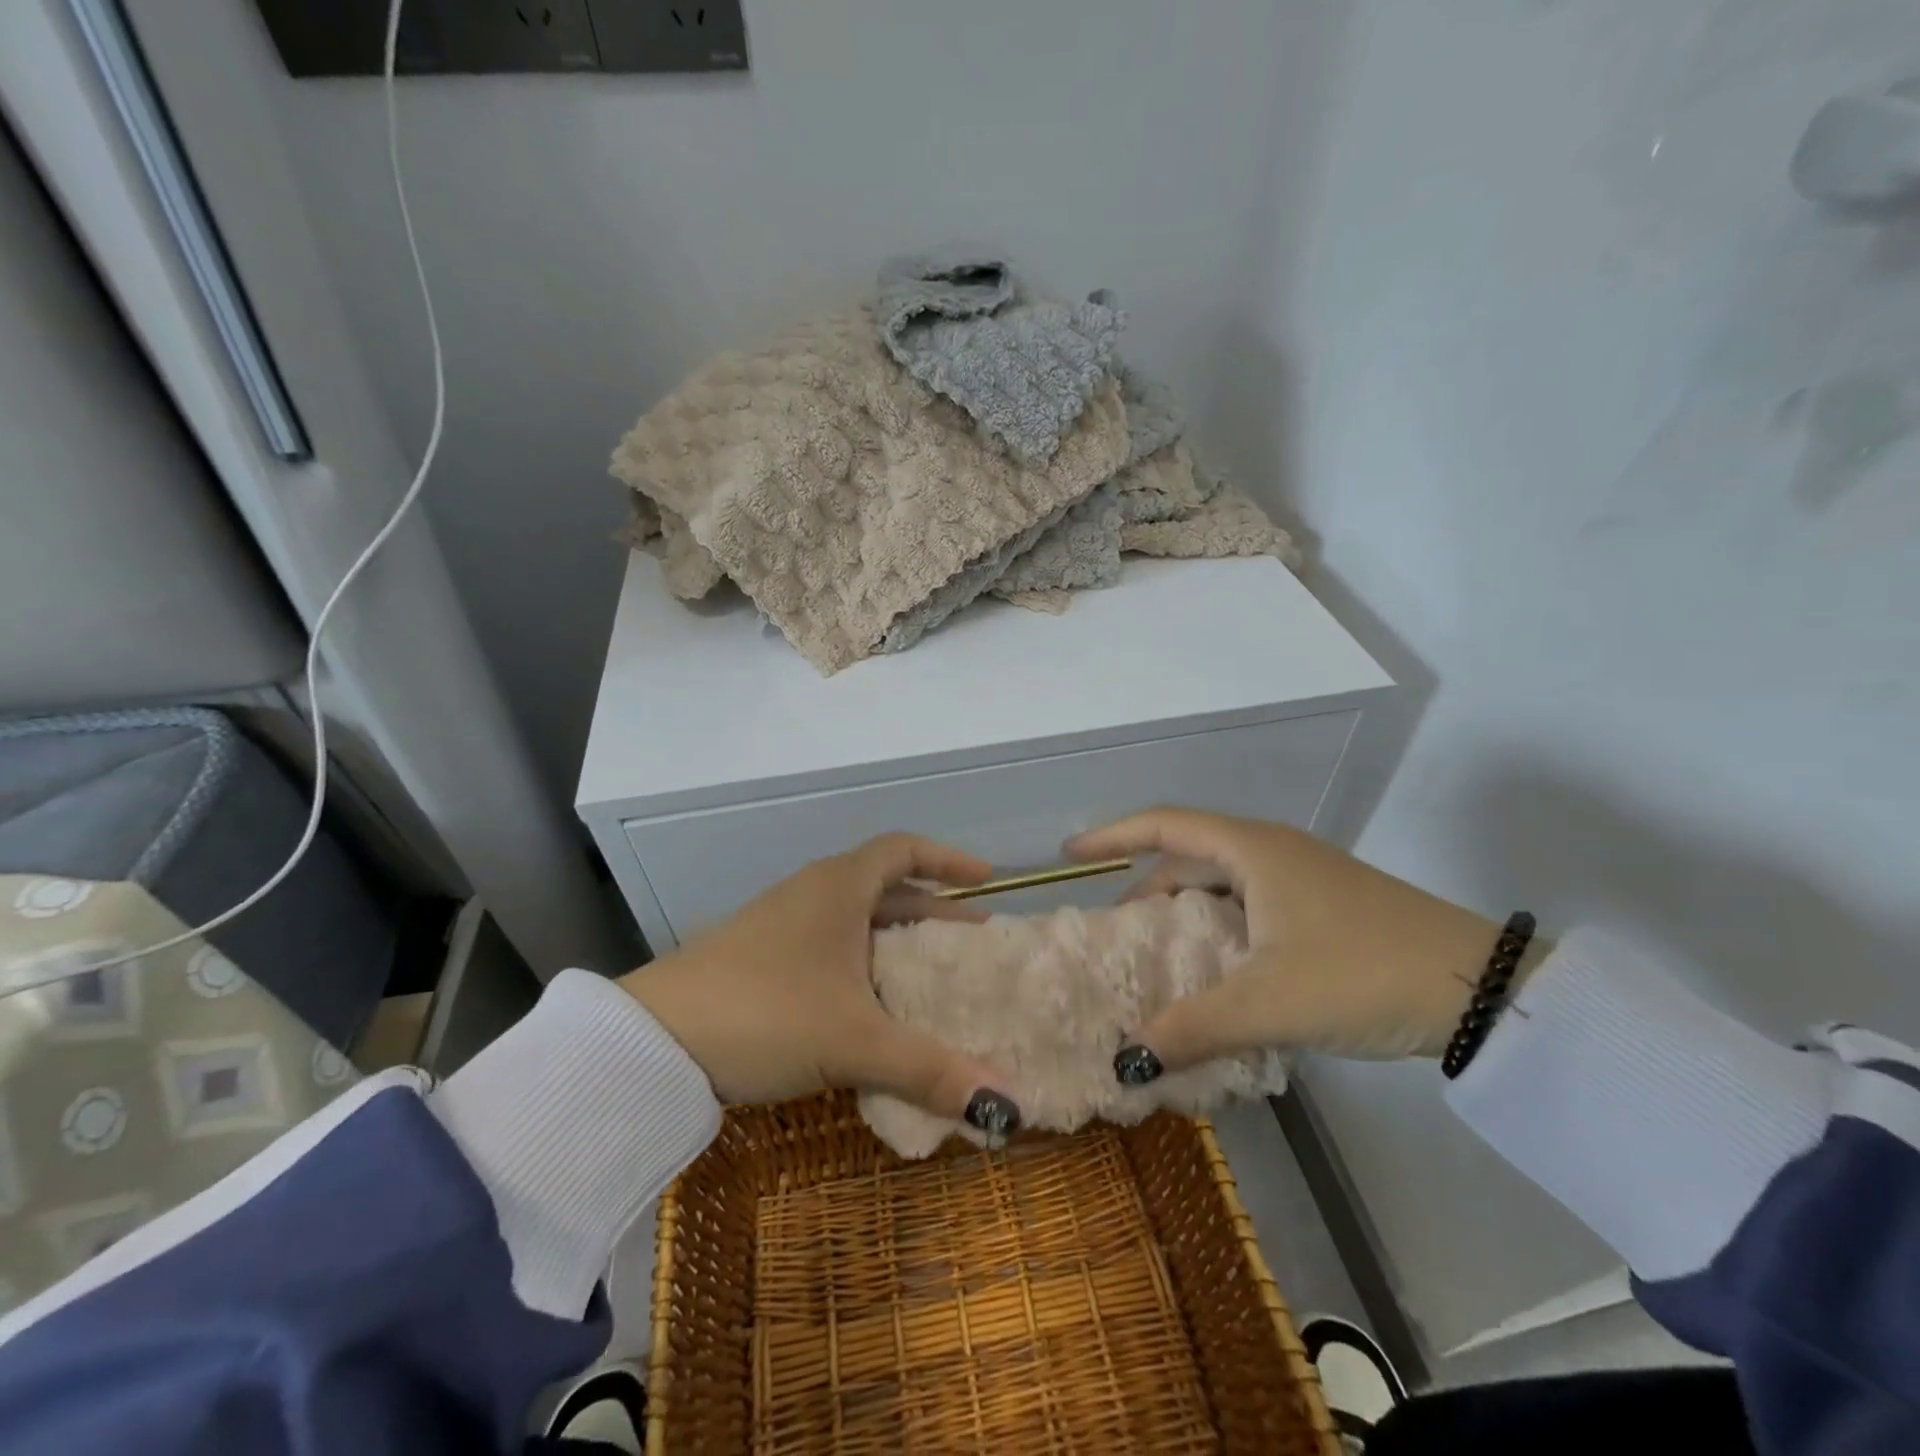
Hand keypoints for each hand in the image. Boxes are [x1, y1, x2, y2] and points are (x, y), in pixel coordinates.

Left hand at [619, 835, 1021, 1139]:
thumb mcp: (854, 1039)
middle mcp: (813, 895)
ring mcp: (783, 927)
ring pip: (857, 922)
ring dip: (897, 943)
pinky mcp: (762, 961)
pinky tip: (874, 1010)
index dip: (948, 860)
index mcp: (839, 886)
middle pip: (886, 888)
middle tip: (973, 942)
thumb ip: (929, 1069)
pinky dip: (865, 968)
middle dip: (933, 912)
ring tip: (932, 978)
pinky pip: (832, 950)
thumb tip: (1006, 1110)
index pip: (904, 849)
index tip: (985, 881)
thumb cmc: (765, 1011)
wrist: (652, 1040)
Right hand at [1067, 809, 1522, 1077]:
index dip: (1112, 837)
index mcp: (1253, 849)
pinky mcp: (1325, 907)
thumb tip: (1127, 1060)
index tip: (1070, 856)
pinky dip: (1221, 928)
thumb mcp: (1270, 1002)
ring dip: (1185, 911)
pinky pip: (1251, 905)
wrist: (1484, 991)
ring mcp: (1303, 878)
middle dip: (1146, 886)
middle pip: (1190, 855)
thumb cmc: (1362, 972)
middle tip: (1114, 927)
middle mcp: (1273, 852)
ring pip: (1223, 883)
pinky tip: (1218, 970)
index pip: (1163, 826)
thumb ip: (1192, 1028)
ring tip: (1159, 953)